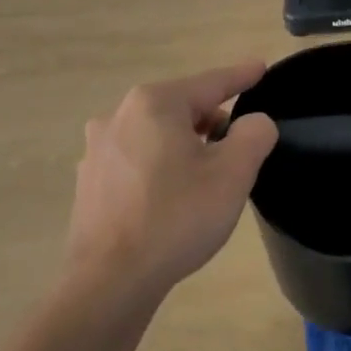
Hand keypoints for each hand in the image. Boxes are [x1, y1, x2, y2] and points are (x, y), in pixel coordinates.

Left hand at [65, 62, 278, 303]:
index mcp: (155, 104)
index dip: (241, 77)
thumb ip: (253, 135)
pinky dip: (159, 167)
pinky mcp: (89, 181)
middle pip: (181, 107)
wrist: (110, 282)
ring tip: (205, 177)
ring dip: (184, 145)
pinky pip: (136, 160)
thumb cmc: (176, 218)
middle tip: (238, 148)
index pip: (210, 83)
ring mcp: (98, 149)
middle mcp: (119, 116)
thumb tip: (254, 122)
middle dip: (212, 121)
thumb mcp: (232, 174)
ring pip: (156, 134)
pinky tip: (170, 198)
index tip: (261, 68)